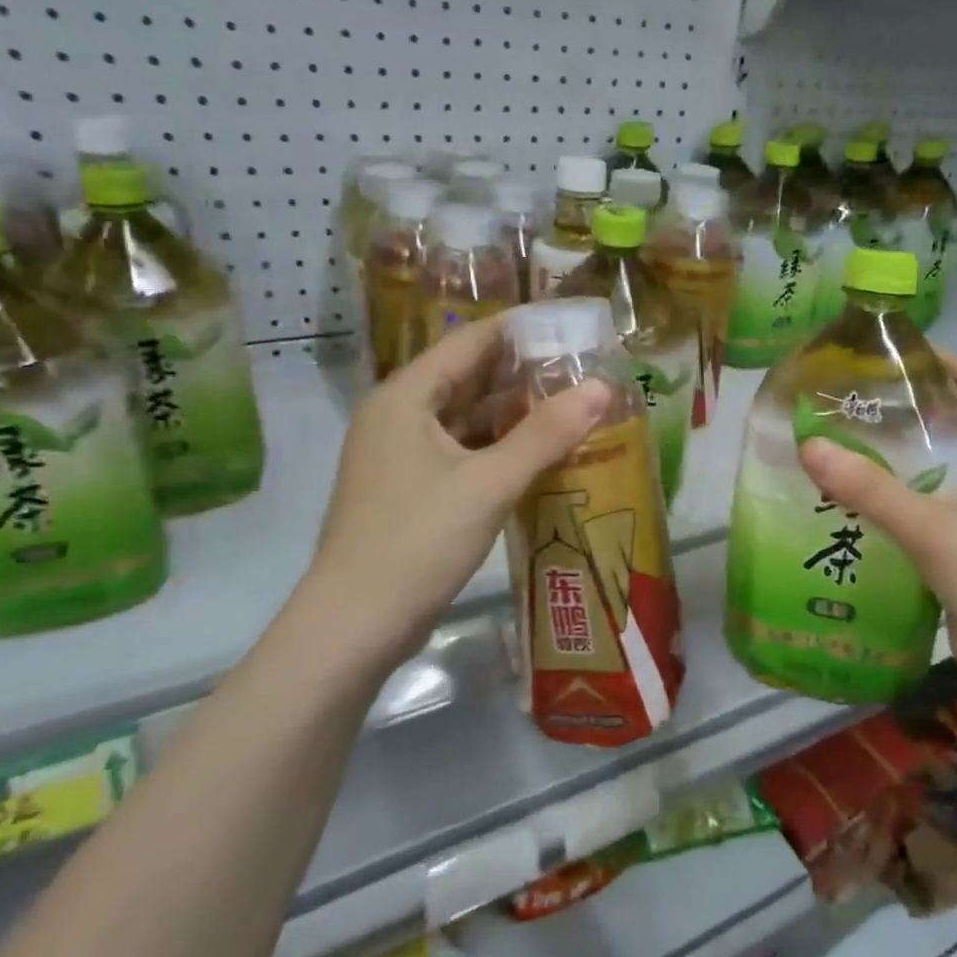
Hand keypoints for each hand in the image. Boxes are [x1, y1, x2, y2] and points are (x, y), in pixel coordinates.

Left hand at [304, 315, 610, 662]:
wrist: (355, 626)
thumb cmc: (418, 541)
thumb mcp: (489, 483)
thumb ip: (546, 434)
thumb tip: (601, 387)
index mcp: (406, 397)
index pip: (470, 342)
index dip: (521, 332)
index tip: (572, 330)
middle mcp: (399, 416)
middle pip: (470, 379)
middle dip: (525, 376)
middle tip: (584, 372)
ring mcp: (402, 455)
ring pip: (468, 420)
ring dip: (516, 416)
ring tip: (574, 410)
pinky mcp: (412, 490)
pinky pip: (463, 453)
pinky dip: (500, 450)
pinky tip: (541, 456)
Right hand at [797, 355, 956, 687]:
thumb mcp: (931, 528)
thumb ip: (870, 489)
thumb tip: (809, 446)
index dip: (948, 362)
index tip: (897, 357)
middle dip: (911, 409)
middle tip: (855, 403)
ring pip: (942, 468)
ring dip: (901, 456)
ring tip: (847, 447)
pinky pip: (931, 506)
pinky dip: (899, 497)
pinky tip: (858, 505)